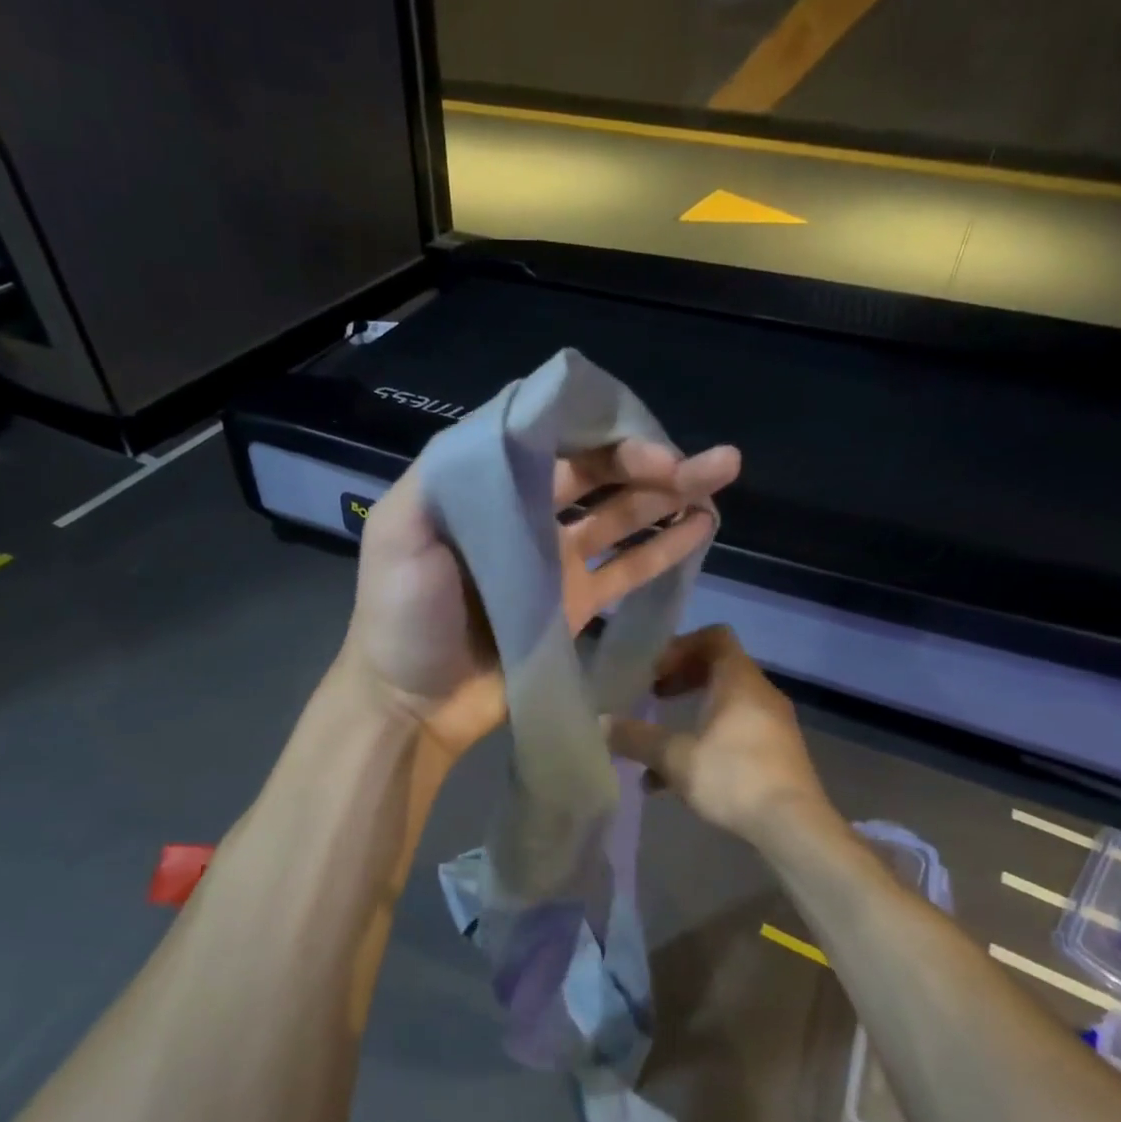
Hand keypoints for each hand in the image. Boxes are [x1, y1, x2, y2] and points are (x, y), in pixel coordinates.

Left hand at [342, 440, 740, 759]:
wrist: (411, 702)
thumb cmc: (401, 614)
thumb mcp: (401, 530)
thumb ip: (450, 470)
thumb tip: (520, 419)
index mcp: (485, 487)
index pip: (552, 441)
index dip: (602, 433)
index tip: (647, 443)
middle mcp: (524, 514)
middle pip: (596, 475)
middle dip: (649, 461)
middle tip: (705, 463)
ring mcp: (553, 562)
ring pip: (620, 516)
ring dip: (667, 495)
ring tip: (719, 478)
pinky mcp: (574, 606)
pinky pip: (625, 569)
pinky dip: (663, 547)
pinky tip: (701, 526)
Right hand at [606, 625, 832, 842]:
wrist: (794, 826)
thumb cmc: (733, 777)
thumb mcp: (675, 758)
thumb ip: (636, 738)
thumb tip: (600, 723)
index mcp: (739, 680)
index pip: (714, 637)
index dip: (681, 646)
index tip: (655, 670)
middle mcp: (760, 694)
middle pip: (718, 670)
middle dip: (681, 682)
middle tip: (652, 697)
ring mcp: (772, 725)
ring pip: (724, 707)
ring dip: (690, 718)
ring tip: (657, 747)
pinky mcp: (776, 755)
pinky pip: (735, 734)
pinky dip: (706, 744)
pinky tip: (676, 782)